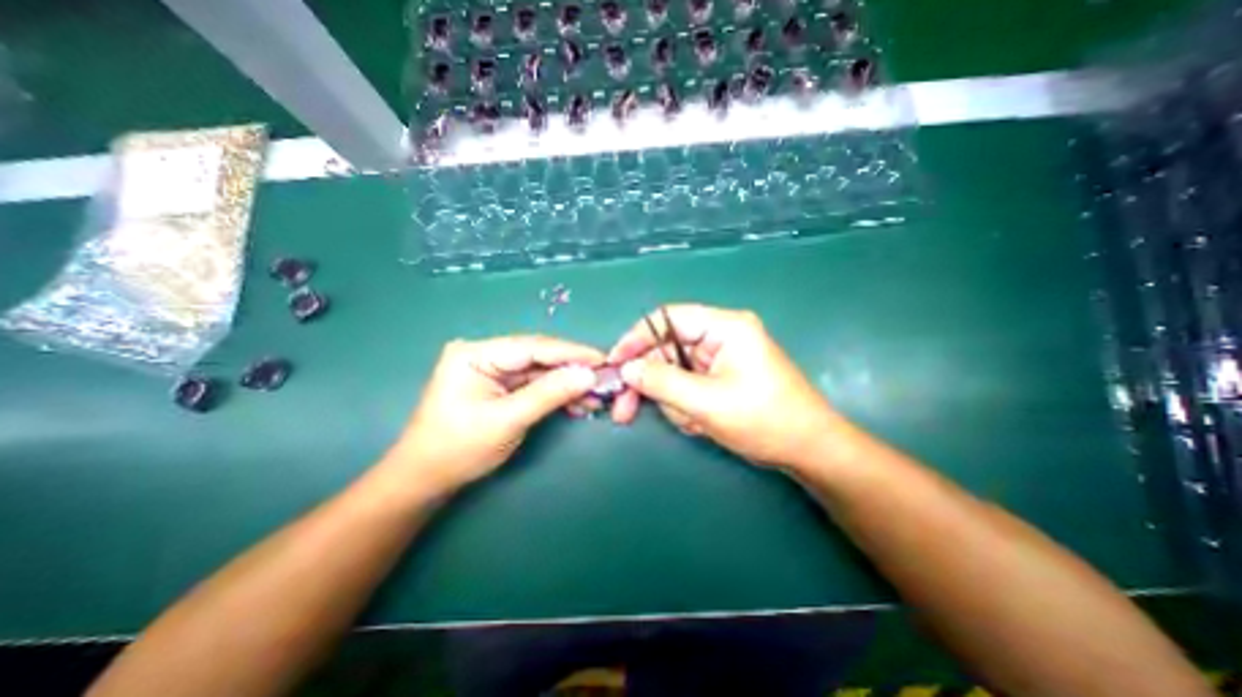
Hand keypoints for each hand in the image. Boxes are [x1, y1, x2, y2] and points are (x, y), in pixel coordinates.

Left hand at [386, 334, 602, 492]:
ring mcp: (494, 370)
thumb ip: (549, 394)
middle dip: (572, 370)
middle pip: (538, 357)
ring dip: (567, 384)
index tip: (602, 360)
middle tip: (604, 380)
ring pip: (541, 372)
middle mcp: (486, 355)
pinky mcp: (501, 386)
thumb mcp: (507, 420)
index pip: (532, 347)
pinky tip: (577, 402)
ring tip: (596, 396)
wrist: (426, 479)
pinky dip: (556, 394)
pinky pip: (535, 385)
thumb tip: (588, 375)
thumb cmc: (458, 449)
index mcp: (476, 354)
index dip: (570, 353)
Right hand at [609, 306, 843, 466]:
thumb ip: (662, 381)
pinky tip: (700, 425)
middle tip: (624, 410)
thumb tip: (626, 368)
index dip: (637, 338)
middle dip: (649, 382)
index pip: (668, 319)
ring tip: (692, 424)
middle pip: (666, 350)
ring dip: (672, 402)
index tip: (615, 363)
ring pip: (674, 374)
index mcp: (724, 327)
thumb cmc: (764, 420)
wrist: (808, 450)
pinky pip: (687, 387)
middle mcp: (720, 337)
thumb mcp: (706, 402)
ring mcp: (719, 359)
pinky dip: (685, 408)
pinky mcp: (719, 378)